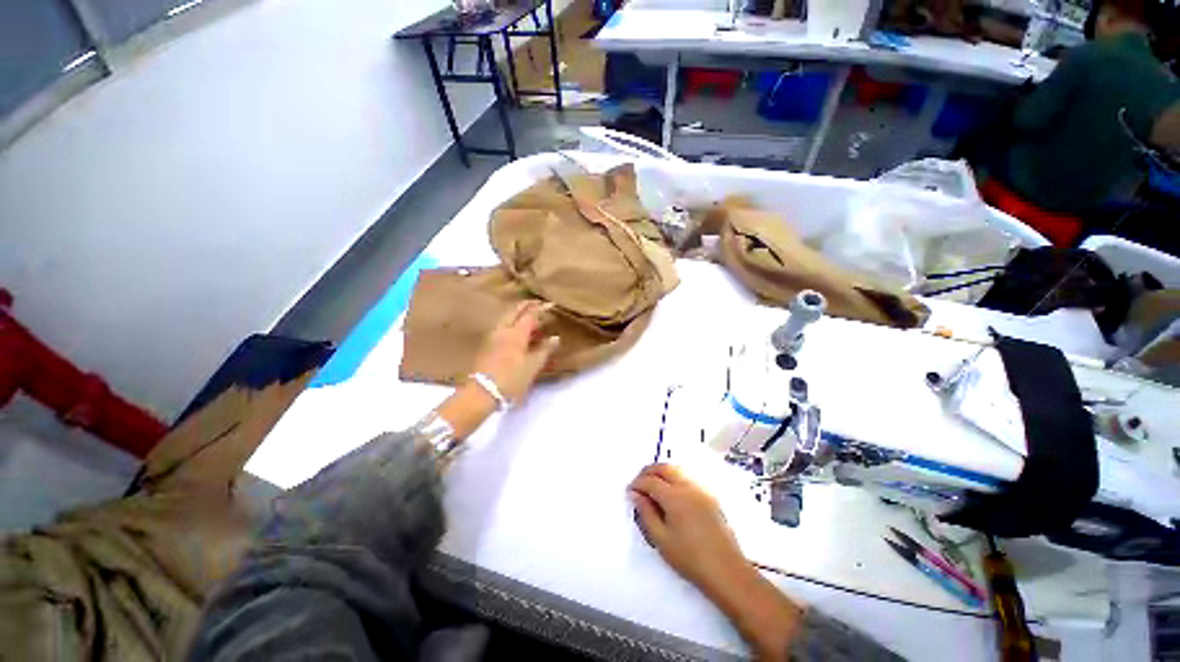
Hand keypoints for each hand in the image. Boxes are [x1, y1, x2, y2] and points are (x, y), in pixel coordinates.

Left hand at [472, 300, 560, 402]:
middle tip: (537, 303)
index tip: (550, 304)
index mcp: (516, 333)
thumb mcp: (533, 366)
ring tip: (528, 317)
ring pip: (506, 319)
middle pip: (514, 312)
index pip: (529, 315)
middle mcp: (503, 331)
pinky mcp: (487, 346)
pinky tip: (516, 332)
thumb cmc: (512, 379)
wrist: (482, 393)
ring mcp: (492, 338)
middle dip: (526, 306)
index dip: (540, 309)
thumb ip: (544, 350)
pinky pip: (501, 328)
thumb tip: (555, 338)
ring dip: (517, 314)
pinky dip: (511, 324)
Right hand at [628, 464, 746, 591]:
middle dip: (649, 471)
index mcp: (675, 497)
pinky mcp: (710, 495)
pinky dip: (675, 477)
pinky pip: (688, 477)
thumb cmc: (690, 558)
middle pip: (664, 468)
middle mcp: (688, 486)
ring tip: (653, 486)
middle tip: (639, 484)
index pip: (650, 481)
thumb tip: (635, 494)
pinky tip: (671, 491)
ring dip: (662, 472)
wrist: (726, 571)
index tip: (629, 492)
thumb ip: (646, 513)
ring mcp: (701, 489)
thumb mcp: (661, 539)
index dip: (637, 484)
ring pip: (677, 469)